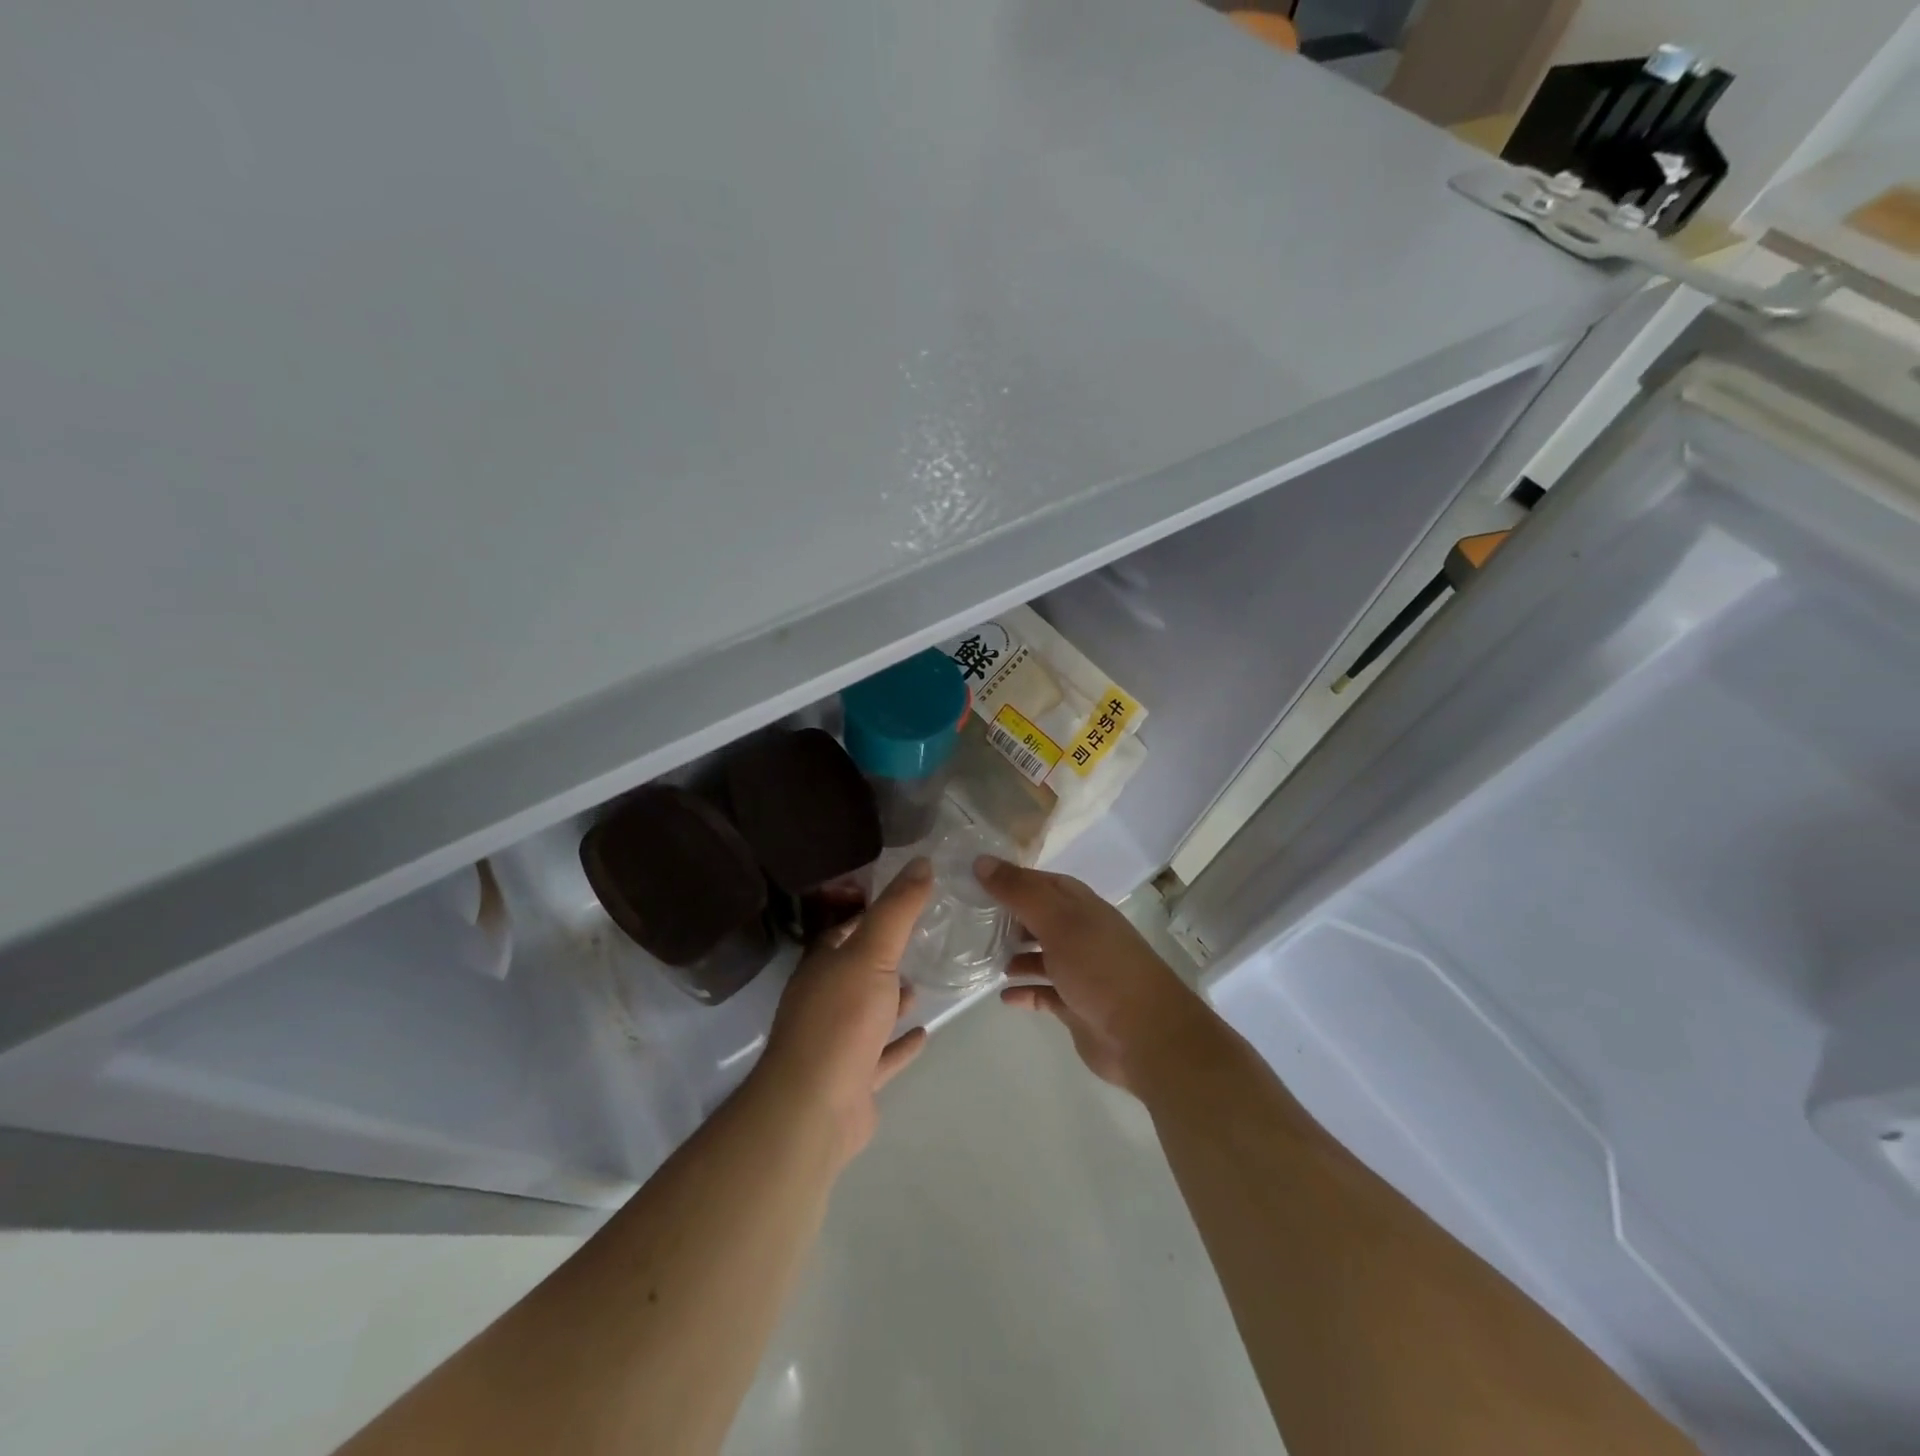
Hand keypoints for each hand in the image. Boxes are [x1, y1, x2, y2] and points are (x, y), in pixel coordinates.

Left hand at [755, 858, 932, 1164]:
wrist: (813, 1109)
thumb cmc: (841, 1020)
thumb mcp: (872, 953)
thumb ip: (897, 910)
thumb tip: (921, 861)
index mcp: (822, 967)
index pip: (845, 930)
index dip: (871, 914)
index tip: (905, 900)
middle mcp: (824, 1000)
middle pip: (857, 971)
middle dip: (885, 958)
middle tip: (922, 940)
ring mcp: (837, 1042)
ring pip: (869, 1013)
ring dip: (892, 1000)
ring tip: (923, 984)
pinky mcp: (853, 1079)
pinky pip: (882, 1055)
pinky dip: (901, 1044)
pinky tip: (925, 1034)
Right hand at [976, 857, 1207, 1094]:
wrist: (1145, 1034)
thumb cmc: (1100, 967)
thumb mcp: (1057, 920)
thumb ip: (1019, 892)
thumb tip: (980, 861)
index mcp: (1080, 906)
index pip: (1040, 882)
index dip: (1010, 879)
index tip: (973, 880)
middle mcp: (1081, 933)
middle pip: (1039, 918)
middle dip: (1008, 918)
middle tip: (970, 921)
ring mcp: (1080, 971)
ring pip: (1040, 956)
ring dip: (1015, 955)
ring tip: (983, 958)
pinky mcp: (1076, 1005)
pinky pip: (1044, 993)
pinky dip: (1025, 991)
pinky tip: (1004, 996)